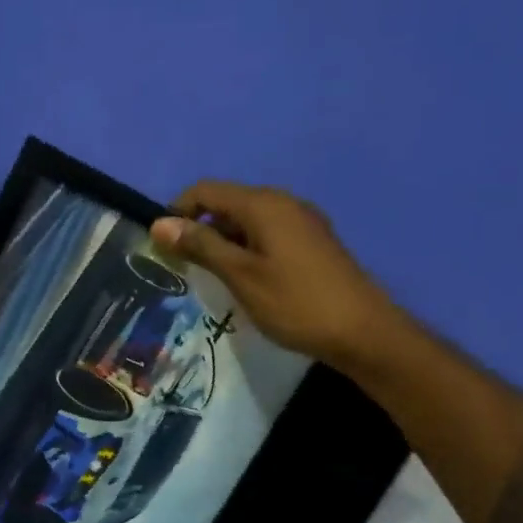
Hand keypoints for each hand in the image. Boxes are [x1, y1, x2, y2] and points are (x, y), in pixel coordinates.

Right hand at [149, 181, 403, 374]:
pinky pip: (268, 234)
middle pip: (228, 203)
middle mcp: (284, 202)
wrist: (362, 332)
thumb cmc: (295, 302)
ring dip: (223, 242)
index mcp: (264, 204)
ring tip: (213, 279)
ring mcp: (302, 221)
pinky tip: (246, 281)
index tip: (163, 247)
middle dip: (200, 229)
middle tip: (185, 268)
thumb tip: (160, 223)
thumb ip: (201, 246)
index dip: (178, 212)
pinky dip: (247, 249)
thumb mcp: (240, 275)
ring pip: (248, 221)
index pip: (206, 190)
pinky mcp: (312, 242)